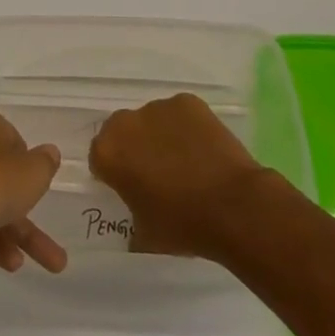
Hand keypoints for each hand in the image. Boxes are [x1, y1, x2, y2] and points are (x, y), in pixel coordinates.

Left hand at [0, 101, 65, 285]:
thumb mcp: (32, 172)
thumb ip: (45, 163)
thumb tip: (49, 154)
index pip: (7, 134)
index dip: (24, 159)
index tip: (34, 179)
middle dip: (23, 202)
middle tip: (44, 218)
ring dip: (17, 231)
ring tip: (53, 263)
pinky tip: (12, 262)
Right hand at [89, 93, 273, 259]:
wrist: (234, 206)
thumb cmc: (183, 224)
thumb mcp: (145, 234)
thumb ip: (131, 217)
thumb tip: (136, 220)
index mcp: (108, 152)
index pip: (100, 157)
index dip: (115, 173)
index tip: (132, 188)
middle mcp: (126, 122)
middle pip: (124, 132)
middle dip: (135, 148)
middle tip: (158, 174)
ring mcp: (158, 107)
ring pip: (153, 120)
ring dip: (161, 136)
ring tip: (187, 162)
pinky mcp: (188, 102)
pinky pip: (180, 114)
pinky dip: (187, 128)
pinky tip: (204, 151)